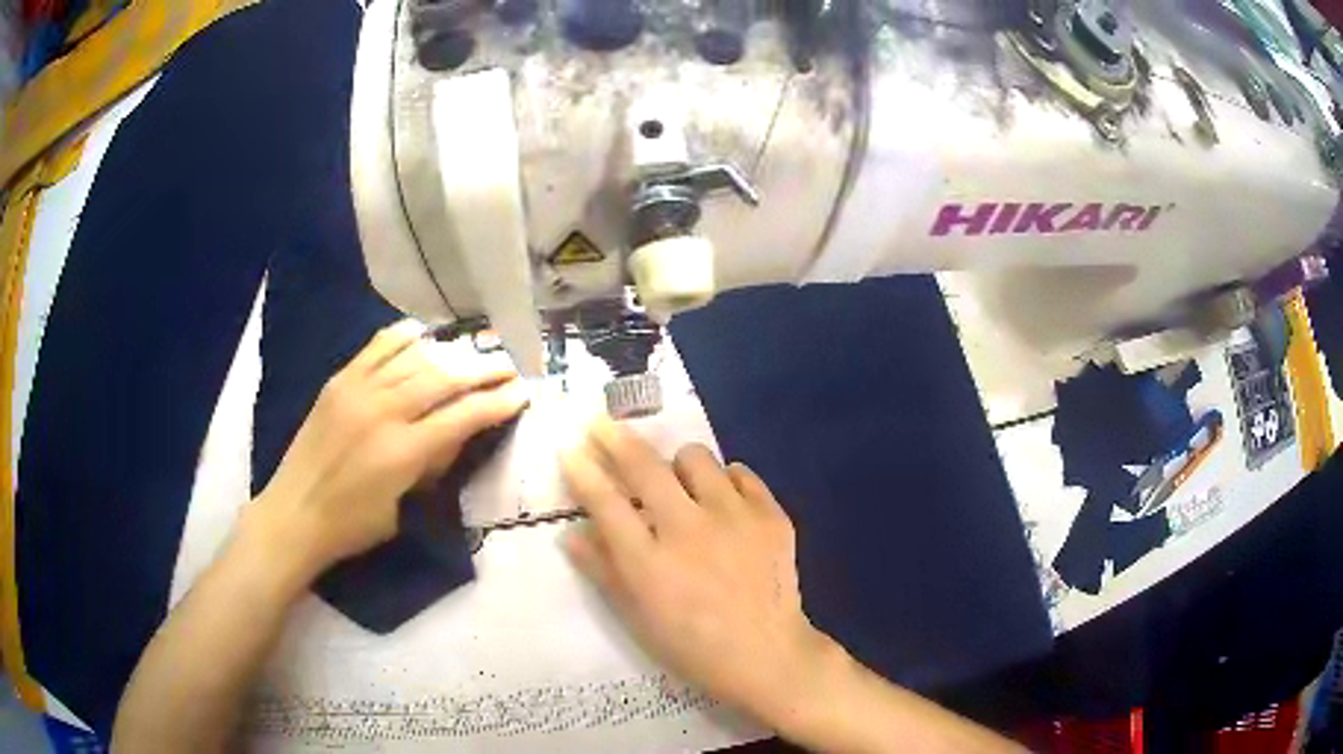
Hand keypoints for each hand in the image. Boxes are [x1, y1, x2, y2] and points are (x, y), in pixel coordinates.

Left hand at [247, 320, 528, 582]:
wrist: (293, 514)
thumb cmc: (351, 526)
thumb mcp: (400, 508)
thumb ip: (428, 467)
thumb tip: (454, 433)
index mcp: (401, 452)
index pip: (461, 416)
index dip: (496, 403)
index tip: (522, 393)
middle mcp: (383, 412)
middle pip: (443, 378)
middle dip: (482, 369)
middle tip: (508, 364)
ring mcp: (357, 391)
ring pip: (413, 358)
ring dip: (449, 352)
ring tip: (473, 350)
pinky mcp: (339, 382)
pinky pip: (376, 349)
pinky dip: (401, 337)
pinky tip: (421, 332)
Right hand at [560, 418, 832, 725]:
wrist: (766, 655)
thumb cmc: (692, 646)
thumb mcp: (638, 617)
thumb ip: (604, 571)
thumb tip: (571, 533)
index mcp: (649, 563)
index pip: (606, 502)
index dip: (583, 471)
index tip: (570, 449)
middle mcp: (688, 530)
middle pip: (645, 467)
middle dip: (615, 438)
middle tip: (601, 424)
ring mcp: (735, 519)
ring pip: (696, 459)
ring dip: (677, 464)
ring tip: (678, 482)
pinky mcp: (771, 517)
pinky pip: (742, 474)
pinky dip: (726, 481)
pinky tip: (723, 501)